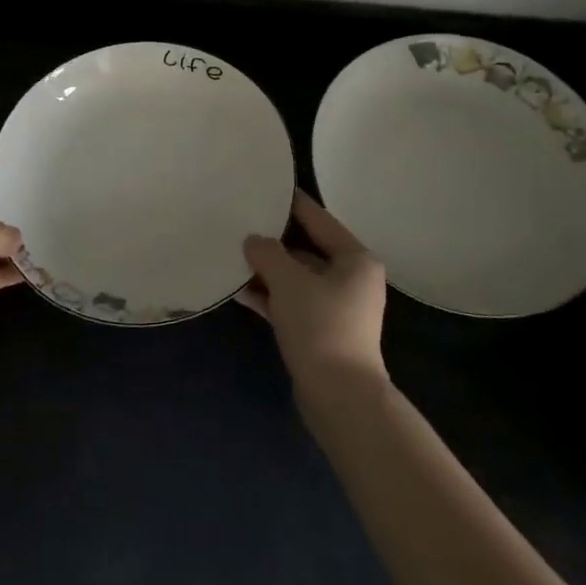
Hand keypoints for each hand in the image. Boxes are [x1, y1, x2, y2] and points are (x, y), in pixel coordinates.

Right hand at [238, 190, 387, 387]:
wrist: (339, 397)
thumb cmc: (321, 326)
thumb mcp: (289, 281)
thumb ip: (267, 253)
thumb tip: (253, 241)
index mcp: (355, 259)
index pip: (318, 218)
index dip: (290, 202)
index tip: (264, 186)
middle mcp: (350, 278)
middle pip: (305, 248)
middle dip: (272, 240)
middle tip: (239, 221)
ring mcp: (335, 307)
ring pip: (295, 277)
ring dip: (266, 269)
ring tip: (230, 254)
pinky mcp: (320, 331)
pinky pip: (290, 302)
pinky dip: (268, 295)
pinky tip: (237, 288)